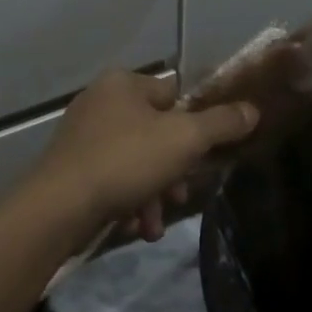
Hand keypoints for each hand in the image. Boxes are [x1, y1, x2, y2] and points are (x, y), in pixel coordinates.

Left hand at [25, 72, 258, 242]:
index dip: (193, 124)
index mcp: (123, 83)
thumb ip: (222, 124)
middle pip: (156, 132)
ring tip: (155, 225)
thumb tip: (253, 110)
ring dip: (153, 194)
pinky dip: (128, 202)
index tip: (201, 155)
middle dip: (173, 170)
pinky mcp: (71, 168)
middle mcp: (100, 101)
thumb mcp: (184, 139)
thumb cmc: (125, 161)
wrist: (59, 207)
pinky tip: (136, 228)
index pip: (173, 94)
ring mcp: (82, 135)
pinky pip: (112, 179)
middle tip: (181, 195)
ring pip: (136, 161)